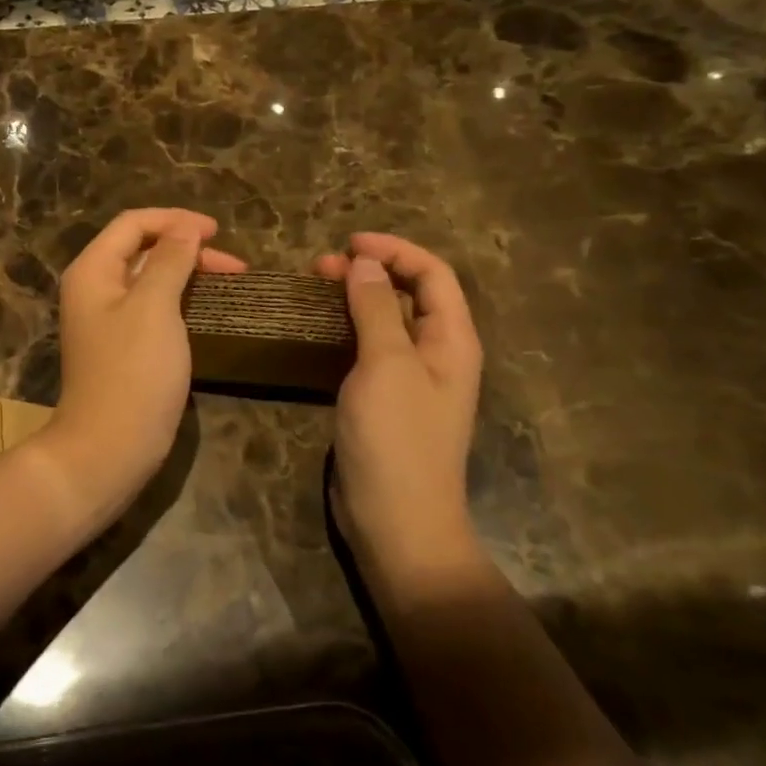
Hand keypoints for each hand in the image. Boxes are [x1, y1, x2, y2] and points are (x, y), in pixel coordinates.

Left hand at [39, 209, 245, 519]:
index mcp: (93, 270)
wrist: (109, 448)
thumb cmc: (132, 372)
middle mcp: (95, 287)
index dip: (175, 220)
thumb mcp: (154, 307)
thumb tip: (186, 228)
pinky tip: (206, 305)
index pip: (133, 223)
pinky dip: (180, 298)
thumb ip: (170, 261)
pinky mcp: (124, 345)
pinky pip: (153, 306)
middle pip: (142, 248)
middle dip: (186, 246)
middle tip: (233, 263)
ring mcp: (108, 318)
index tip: (218, 232)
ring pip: (150, 277)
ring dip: (187, 271)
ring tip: (229, 278)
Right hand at [314, 233, 483, 588]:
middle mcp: (436, 353)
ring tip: (314, 288)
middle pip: (409, 294)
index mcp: (451, 340)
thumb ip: (376, 309)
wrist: (397, 521)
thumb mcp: (386, 365)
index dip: (395, 251)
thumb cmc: (397, 438)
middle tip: (321, 266)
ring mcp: (410, 378)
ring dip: (354, 298)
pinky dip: (345, 329)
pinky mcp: (384, 399)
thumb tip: (366, 263)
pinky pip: (368, 349)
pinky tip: (317, 329)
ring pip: (385, 320)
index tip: (349, 243)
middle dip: (370, 271)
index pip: (433, 274)